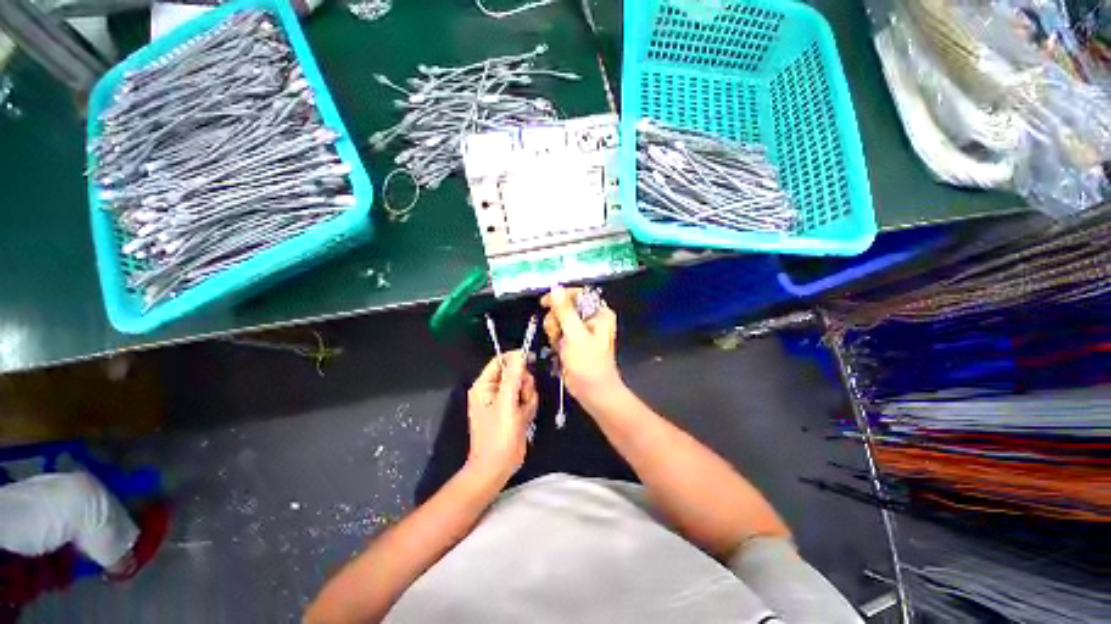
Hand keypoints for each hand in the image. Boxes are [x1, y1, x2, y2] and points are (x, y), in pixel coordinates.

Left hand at [466, 350, 537, 482]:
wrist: (497, 468)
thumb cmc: (497, 435)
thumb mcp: (506, 403)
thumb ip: (513, 376)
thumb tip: (519, 353)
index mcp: (484, 385)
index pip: (501, 361)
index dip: (515, 359)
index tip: (530, 361)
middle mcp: (493, 390)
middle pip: (516, 373)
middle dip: (524, 384)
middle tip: (522, 397)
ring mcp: (504, 401)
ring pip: (524, 386)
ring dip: (528, 397)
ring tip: (522, 412)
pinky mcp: (513, 410)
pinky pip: (526, 399)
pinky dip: (529, 407)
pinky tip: (525, 419)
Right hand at [541, 286, 622, 402]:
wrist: (592, 391)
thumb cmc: (589, 364)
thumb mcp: (576, 335)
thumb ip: (564, 311)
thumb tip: (555, 289)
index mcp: (599, 313)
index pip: (578, 293)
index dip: (561, 296)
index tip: (546, 302)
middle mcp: (590, 318)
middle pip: (565, 306)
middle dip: (556, 319)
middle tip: (559, 333)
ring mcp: (580, 329)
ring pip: (558, 319)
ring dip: (554, 330)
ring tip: (560, 344)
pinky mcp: (572, 340)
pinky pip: (558, 331)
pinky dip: (555, 339)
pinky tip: (558, 349)